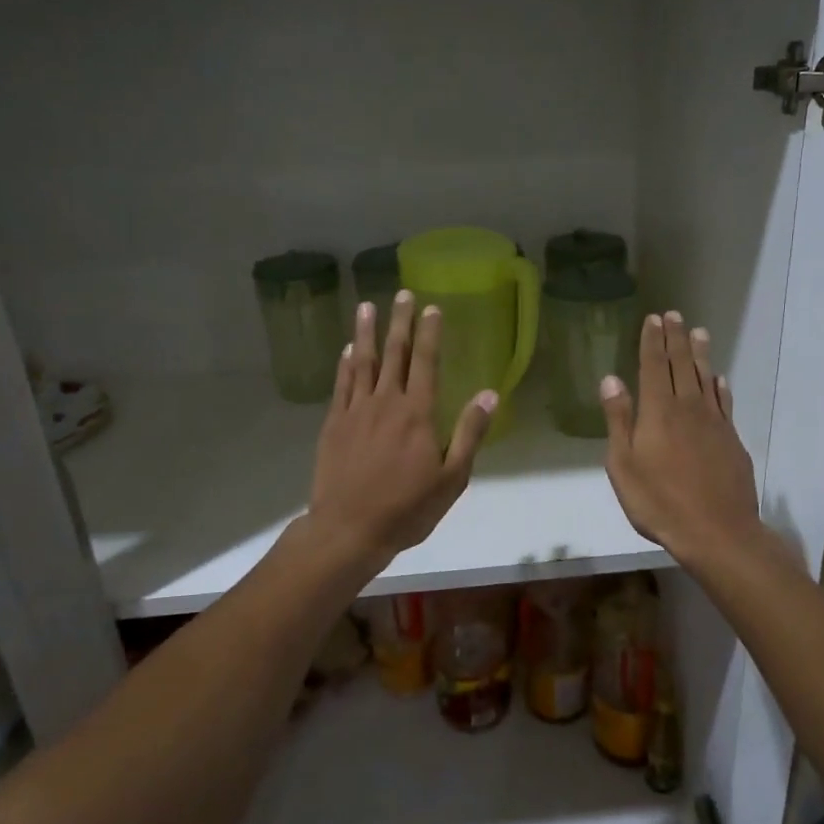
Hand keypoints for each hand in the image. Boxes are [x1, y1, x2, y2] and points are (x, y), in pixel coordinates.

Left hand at [307, 290, 496, 569]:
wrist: (349, 529)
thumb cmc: (407, 509)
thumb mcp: (452, 478)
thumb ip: (469, 433)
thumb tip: (490, 394)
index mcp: (418, 413)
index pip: (426, 362)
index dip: (430, 333)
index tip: (432, 308)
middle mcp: (386, 402)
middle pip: (394, 354)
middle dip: (400, 322)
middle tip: (403, 294)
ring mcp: (356, 411)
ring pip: (363, 362)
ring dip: (367, 333)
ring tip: (367, 307)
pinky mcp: (334, 424)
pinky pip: (341, 385)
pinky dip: (345, 364)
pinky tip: (348, 351)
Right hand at [601, 312, 763, 566]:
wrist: (716, 531)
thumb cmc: (659, 502)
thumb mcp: (623, 465)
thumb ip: (619, 420)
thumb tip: (611, 379)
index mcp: (658, 411)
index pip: (654, 366)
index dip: (652, 341)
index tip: (653, 319)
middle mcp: (688, 407)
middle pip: (682, 365)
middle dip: (675, 338)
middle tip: (673, 315)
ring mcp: (714, 422)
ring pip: (706, 378)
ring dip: (700, 354)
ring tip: (698, 332)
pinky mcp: (731, 439)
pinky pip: (725, 402)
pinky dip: (720, 386)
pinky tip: (718, 378)